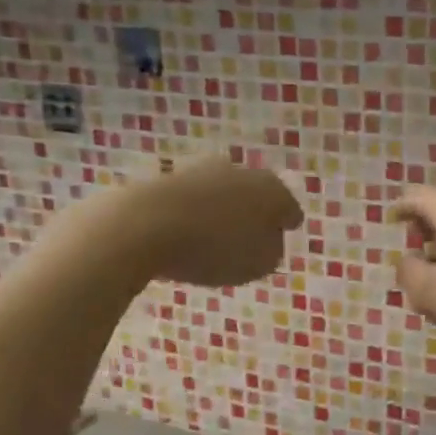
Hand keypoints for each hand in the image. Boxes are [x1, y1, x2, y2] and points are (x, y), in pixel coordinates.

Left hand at [127, 158, 303, 286]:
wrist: (145, 225)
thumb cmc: (215, 248)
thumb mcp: (259, 264)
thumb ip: (272, 252)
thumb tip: (267, 241)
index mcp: (273, 191)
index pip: (290, 209)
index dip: (286, 226)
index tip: (282, 238)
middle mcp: (243, 172)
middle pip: (257, 196)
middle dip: (255, 215)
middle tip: (250, 239)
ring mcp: (204, 170)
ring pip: (224, 194)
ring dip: (223, 212)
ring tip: (215, 240)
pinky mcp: (170, 177)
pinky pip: (193, 201)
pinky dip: (194, 215)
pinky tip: (187, 234)